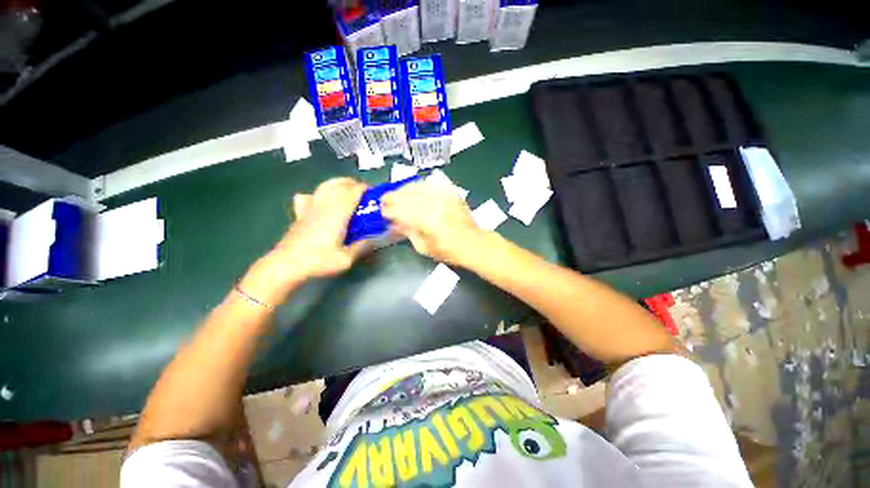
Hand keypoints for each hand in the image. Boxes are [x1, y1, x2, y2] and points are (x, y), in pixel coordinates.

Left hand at [239, 178, 366, 305]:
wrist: (287, 265)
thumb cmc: (318, 261)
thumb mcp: (346, 259)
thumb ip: (361, 247)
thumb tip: (374, 239)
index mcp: (337, 214)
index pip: (352, 193)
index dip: (364, 189)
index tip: (373, 192)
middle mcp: (324, 206)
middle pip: (339, 184)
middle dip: (353, 183)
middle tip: (363, 190)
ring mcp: (310, 208)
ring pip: (325, 186)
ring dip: (338, 183)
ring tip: (347, 188)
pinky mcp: (301, 213)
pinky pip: (309, 196)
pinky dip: (317, 193)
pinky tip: (319, 198)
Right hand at [381, 180, 485, 265]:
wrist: (473, 243)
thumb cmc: (448, 251)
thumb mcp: (424, 248)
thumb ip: (408, 232)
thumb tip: (395, 223)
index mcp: (427, 220)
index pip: (402, 210)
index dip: (389, 209)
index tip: (382, 211)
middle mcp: (435, 204)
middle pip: (408, 195)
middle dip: (394, 196)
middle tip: (385, 199)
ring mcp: (444, 196)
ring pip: (419, 186)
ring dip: (405, 188)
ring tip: (398, 192)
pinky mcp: (452, 192)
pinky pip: (434, 182)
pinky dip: (422, 183)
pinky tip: (417, 187)